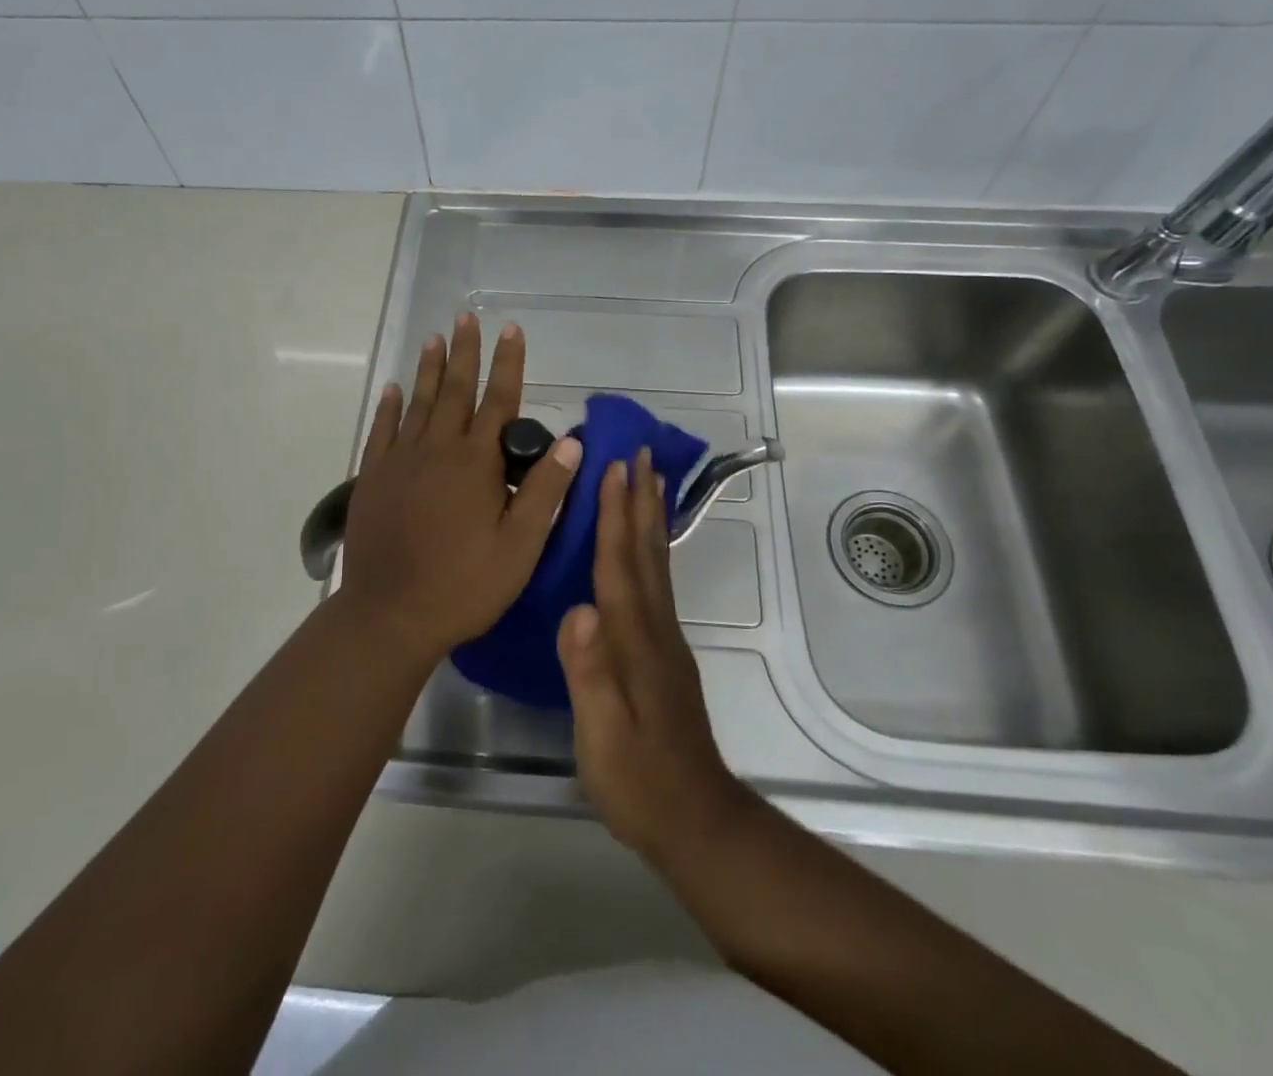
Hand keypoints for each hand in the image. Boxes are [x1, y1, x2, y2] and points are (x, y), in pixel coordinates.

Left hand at [341, 312, 582, 665]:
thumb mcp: (519, 547)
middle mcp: (437, 450)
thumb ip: (545, 491)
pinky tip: (395, 388)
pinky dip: (390, 406)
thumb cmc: (464, 585)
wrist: (391, 614)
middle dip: (466, 352)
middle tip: (468, 317)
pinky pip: (382, 430)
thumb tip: (573, 441)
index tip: (511, 330)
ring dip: (430, 369)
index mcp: (476, 464)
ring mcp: (400, 461)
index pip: (499, 402)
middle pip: (456, 391)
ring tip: (436, 338)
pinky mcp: (373, 477)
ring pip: (419, 403)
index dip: (508, 364)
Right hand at [557, 450, 751, 867]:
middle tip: (640, 452)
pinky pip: (658, 582)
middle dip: (640, 499)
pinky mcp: (667, 652)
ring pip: (657, 562)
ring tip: (651, 480)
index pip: (620, 565)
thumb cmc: (638, 780)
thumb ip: (588, 674)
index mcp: (632, 641)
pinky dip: (654, 550)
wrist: (696, 820)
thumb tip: (576, 609)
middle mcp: (655, 628)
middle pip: (646, 551)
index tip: (614, 468)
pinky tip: (649, 544)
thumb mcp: (601, 736)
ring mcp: (665, 639)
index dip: (615, 515)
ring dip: (651, 516)